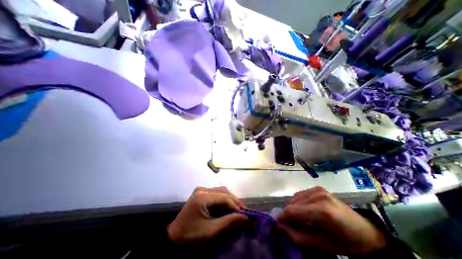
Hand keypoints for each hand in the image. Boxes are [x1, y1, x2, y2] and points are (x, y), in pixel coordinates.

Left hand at [168, 187, 248, 242]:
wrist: (174, 237)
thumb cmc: (191, 235)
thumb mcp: (211, 231)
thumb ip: (229, 222)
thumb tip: (246, 218)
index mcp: (203, 196)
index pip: (224, 197)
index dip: (236, 205)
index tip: (246, 215)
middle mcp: (203, 189)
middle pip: (224, 192)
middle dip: (235, 202)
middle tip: (244, 212)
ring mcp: (202, 190)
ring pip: (222, 192)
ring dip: (231, 200)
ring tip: (238, 210)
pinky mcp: (202, 193)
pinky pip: (217, 194)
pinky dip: (224, 200)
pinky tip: (228, 208)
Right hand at [278, 186, 386, 254]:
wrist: (366, 233)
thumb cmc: (345, 243)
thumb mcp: (321, 246)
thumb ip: (297, 237)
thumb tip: (279, 227)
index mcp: (322, 211)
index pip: (292, 210)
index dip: (282, 217)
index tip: (277, 224)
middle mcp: (318, 196)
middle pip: (292, 203)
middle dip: (288, 214)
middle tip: (291, 226)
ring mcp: (318, 190)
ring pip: (295, 198)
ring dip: (293, 209)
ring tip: (300, 219)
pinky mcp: (318, 188)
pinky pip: (300, 195)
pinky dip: (299, 203)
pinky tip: (306, 211)